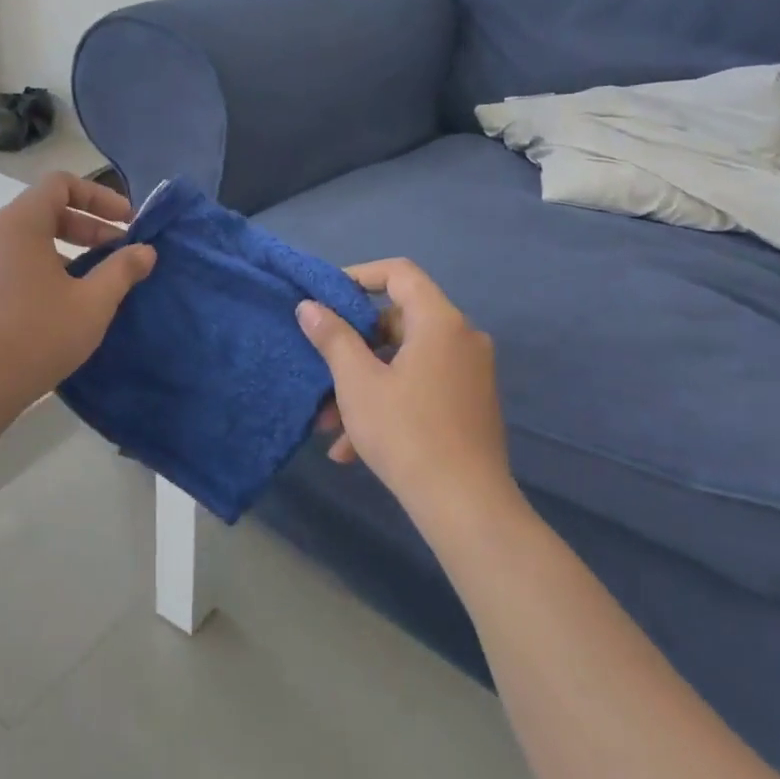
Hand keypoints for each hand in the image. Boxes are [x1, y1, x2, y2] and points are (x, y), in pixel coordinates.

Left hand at [0, 173, 156, 414]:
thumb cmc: (38, 335)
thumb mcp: (93, 303)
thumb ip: (122, 270)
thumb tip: (145, 251)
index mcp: (19, 223)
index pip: (60, 184)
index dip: (100, 196)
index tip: (128, 222)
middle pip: (46, 210)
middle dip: (89, 226)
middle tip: (121, 252)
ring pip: (30, 238)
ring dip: (69, 249)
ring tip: (97, 279)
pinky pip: (15, 260)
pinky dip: (45, 266)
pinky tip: (65, 300)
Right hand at [299, 259, 511, 515]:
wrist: (465, 504)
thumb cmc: (406, 432)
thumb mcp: (358, 383)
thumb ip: (333, 338)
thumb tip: (309, 307)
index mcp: (440, 322)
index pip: (399, 273)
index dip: (359, 275)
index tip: (325, 297)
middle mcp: (462, 338)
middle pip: (399, 321)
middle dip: (353, 347)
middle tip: (321, 368)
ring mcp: (469, 373)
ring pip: (404, 363)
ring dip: (364, 386)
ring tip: (328, 426)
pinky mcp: (470, 404)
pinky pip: (421, 387)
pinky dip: (388, 404)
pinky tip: (352, 449)